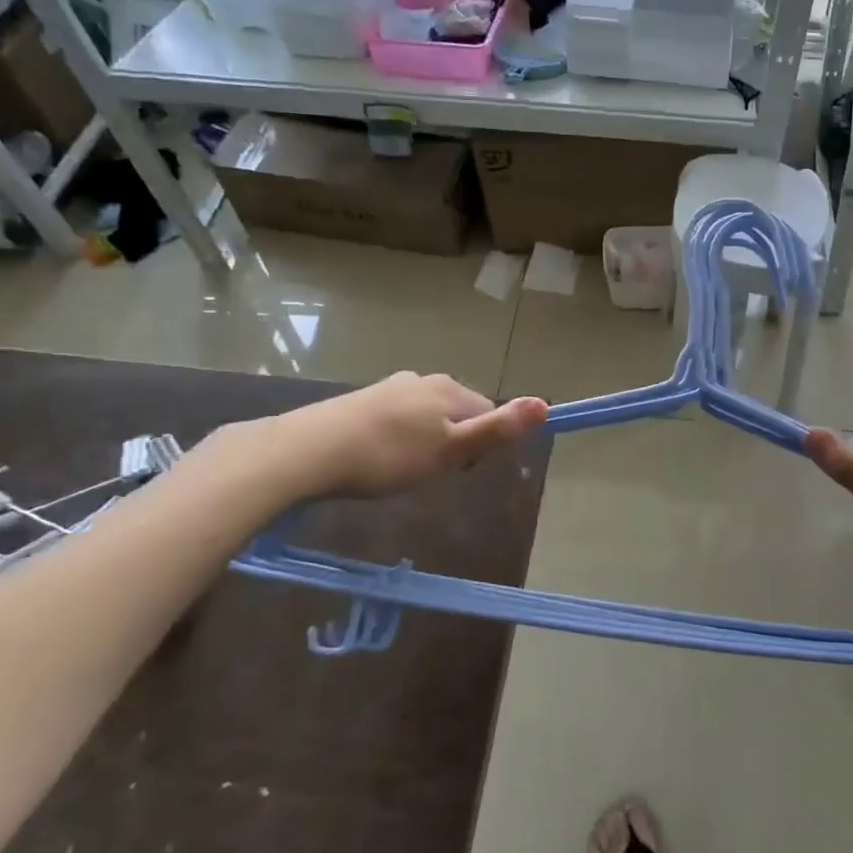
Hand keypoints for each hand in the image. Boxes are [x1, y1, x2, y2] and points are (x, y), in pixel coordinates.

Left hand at [231, 373, 547, 504]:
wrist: (307, 451)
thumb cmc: (389, 456)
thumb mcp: (451, 450)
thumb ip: (497, 429)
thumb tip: (545, 403)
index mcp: (449, 389)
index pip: (487, 412)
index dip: (480, 444)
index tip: (455, 470)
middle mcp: (423, 380)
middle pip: (457, 412)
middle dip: (451, 441)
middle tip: (427, 473)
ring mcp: (389, 387)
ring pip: (425, 416)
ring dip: (423, 441)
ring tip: (399, 470)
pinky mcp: (361, 400)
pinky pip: (396, 419)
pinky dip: (395, 438)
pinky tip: (375, 459)